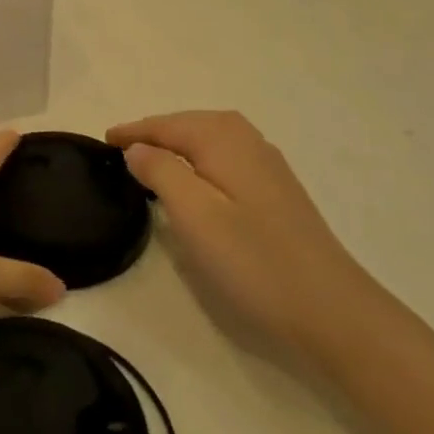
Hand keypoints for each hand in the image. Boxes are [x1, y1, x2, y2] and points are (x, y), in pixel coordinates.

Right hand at [108, 110, 363, 351]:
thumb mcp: (194, 215)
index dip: (133, 132)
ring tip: (149, 160)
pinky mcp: (276, 190)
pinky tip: (196, 180)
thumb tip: (137, 147)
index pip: (166, 124)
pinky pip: (225, 158)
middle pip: (190, 124)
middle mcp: (247, 140)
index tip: (102, 140)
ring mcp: (267, 165)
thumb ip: (161, 171)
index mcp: (224, 139)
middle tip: (121, 149)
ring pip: (210, 140)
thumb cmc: (253, 261)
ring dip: (178, 144)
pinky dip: (200, 159)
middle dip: (155, 132)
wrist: (331, 309)